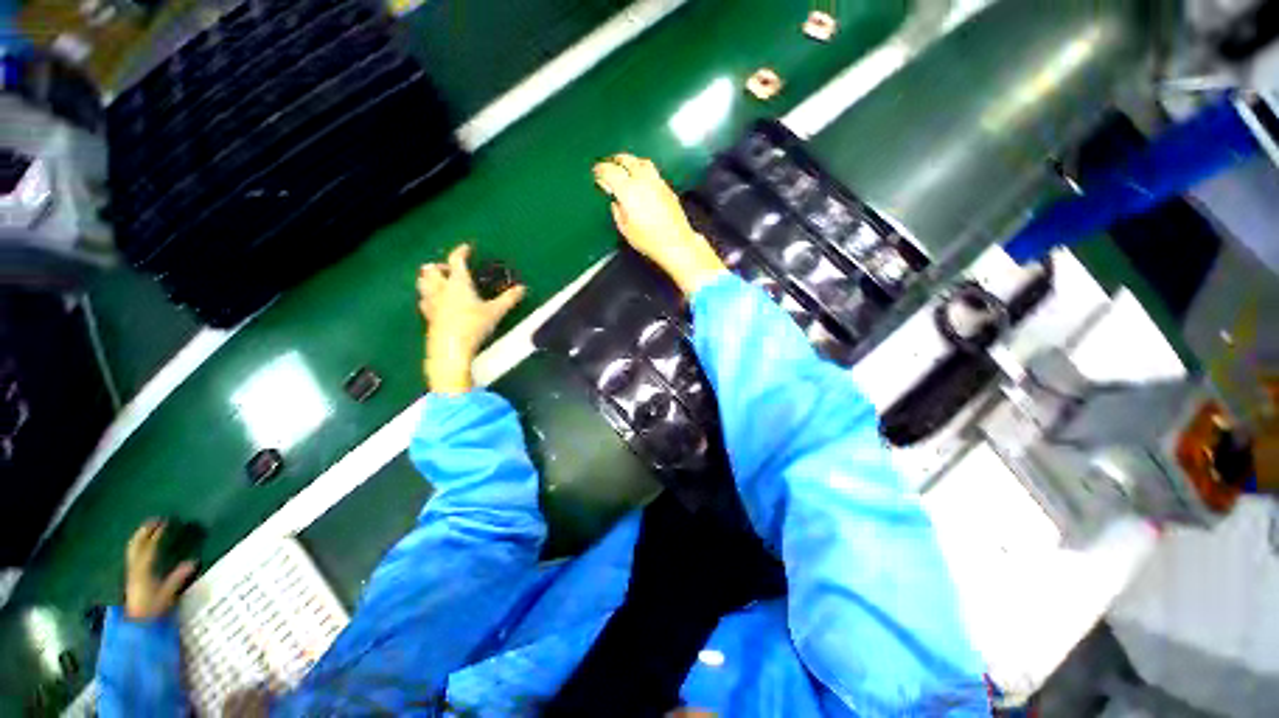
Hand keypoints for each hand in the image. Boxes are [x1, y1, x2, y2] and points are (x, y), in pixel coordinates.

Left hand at [125, 520, 195, 620]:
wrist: (136, 625)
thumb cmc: (152, 609)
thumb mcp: (167, 595)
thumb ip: (177, 579)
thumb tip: (193, 561)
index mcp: (143, 570)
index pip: (149, 547)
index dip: (157, 534)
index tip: (166, 522)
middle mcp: (135, 568)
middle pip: (136, 545)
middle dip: (144, 531)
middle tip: (155, 520)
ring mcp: (131, 572)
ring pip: (132, 549)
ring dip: (139, 537)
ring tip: (149, 528)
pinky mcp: (132, 576)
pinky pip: (133, 555)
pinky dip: (138, 546)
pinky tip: (143, 546)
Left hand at [418, 244, 525, 393]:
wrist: (451, 347)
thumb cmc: (474, 325)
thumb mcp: (496, 312)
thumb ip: (509, 299)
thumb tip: (522, 289)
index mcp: (458, 283)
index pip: (456, 260)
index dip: (461, 251)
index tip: (466, 248)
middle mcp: (441, 289)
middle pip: (431, 270)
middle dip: (439, 266)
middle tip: (450, 270)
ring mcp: (431, 302)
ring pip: (422, 283)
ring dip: (429, 279)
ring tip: (441, 283)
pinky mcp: (427, 316)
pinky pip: (423, 300)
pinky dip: (428, 296)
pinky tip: (437, 303)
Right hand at [593, 154, 725, 295]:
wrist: (675, 243)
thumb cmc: (649, 240)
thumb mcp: (625, 229)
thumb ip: (617, 212)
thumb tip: (616, 203)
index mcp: (627, 190)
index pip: (610, 171)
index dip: (601, 170)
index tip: (596, 172)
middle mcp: (643, 181)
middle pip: (627, 160)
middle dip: (616, 160)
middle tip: (610, 164)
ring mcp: (657, 182)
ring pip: (642, 162)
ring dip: (632, 162)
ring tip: (627, 168)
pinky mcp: (667, 188)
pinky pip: (653, 173)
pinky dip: (644, 171)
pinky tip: (643, 181)